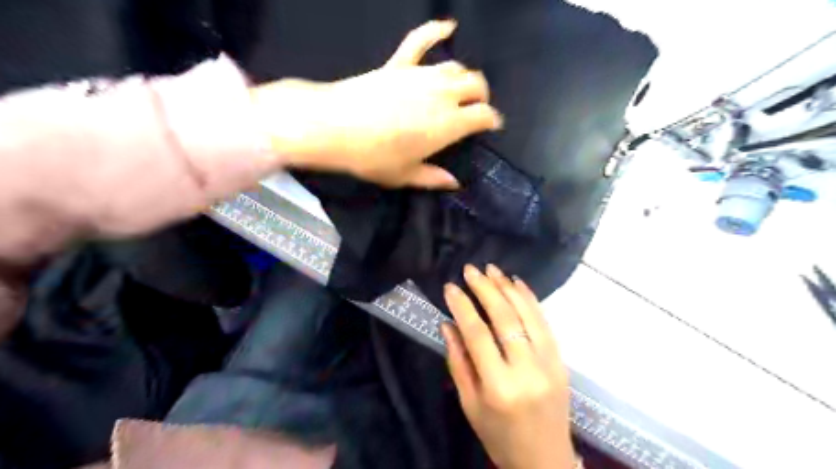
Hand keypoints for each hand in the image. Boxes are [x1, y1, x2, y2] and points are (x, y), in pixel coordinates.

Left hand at [249, 20, 502, 187]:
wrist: (334, 127)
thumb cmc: (372, 157)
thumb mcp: (405, 176)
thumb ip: (433, 178)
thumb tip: (454, 183)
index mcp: (448, 124)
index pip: (483, 115)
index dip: (492, 120)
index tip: (491, 126)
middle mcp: (442, 94)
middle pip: (475, 84)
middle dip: (482, 95)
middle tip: (476, 108)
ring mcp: (420, 75)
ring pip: (455, 66)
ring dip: (464, 76)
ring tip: (460, 88)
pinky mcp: (399, 64)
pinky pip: (420, 40)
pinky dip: (436, 30)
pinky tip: (448, 26)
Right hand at [443, 263, 575, 467]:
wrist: (545, 460)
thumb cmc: (499, 436)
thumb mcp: (469, 404)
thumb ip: (458, 362)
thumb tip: (448, 323)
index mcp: (498, 387)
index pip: (478, 334)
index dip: (462, 306)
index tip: (450, 287)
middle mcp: (526, 371)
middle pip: (504, 318)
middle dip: (485, 288)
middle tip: (470, 269)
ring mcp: (549, 363)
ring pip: (527, 315)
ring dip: (508, 288)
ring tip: (492, 269)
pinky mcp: (561, 361)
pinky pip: (544, 323)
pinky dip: (530, 299)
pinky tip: (517, 283)